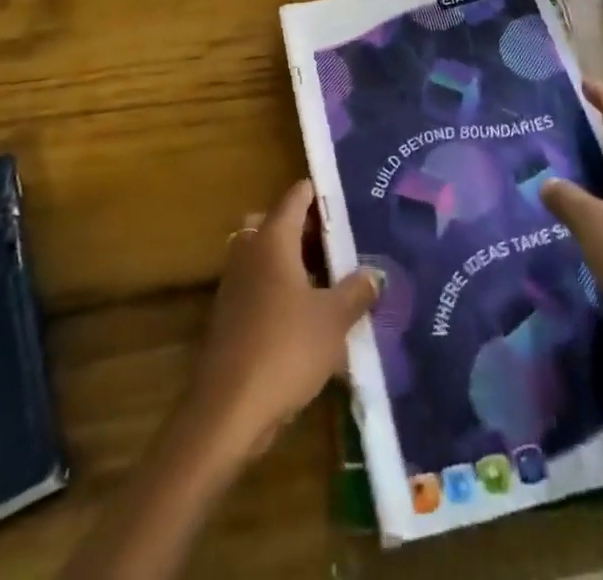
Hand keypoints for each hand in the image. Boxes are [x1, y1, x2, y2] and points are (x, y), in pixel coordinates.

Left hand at [180, 179, 381, 462]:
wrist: (228, 410)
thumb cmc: (285, 349)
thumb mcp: (333, 320)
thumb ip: (356, 291)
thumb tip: (374, 273)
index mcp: (272, 238)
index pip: (296, 196)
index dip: (321, 192)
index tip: (348, 196)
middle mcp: (250, 251)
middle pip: (279, 223)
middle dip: (308, 229)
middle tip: (342, 241)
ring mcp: (236, 283)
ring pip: (269, 256)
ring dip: (296, 262)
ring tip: (334, 278)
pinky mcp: (231, 315)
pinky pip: (262, 286)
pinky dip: (283, 290)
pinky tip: (311, 316)